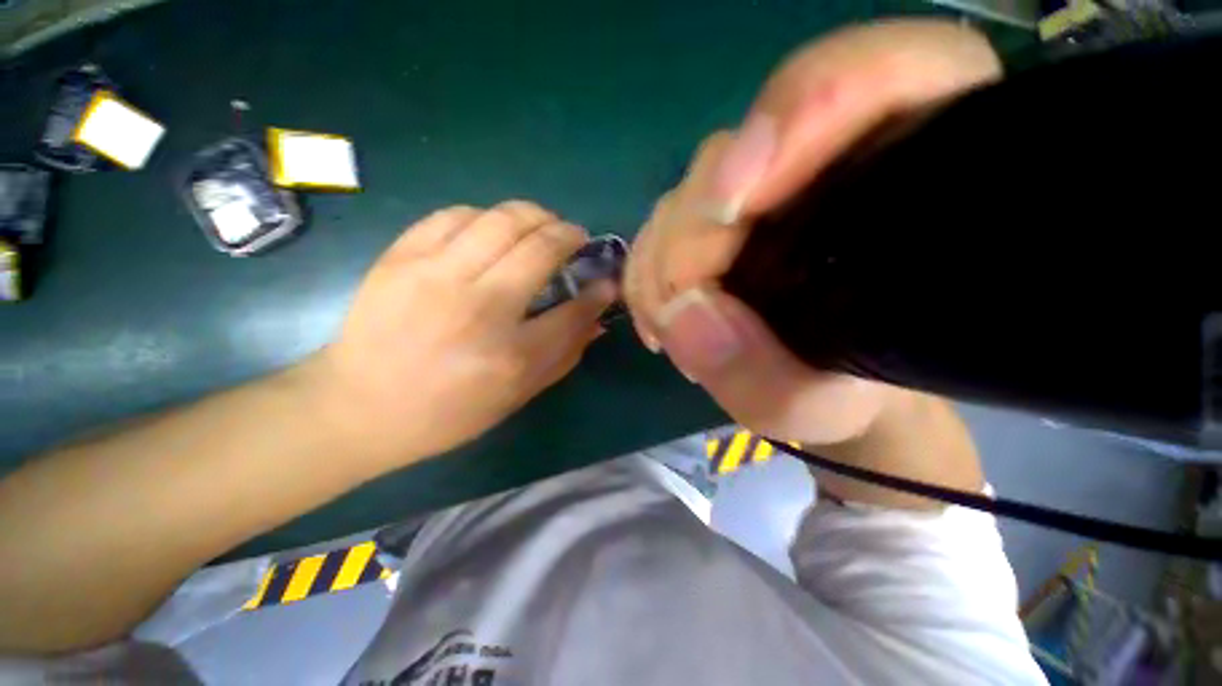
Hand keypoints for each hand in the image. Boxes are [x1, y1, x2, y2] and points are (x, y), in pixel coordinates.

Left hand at [313, 201, 614, 463]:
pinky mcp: (401, 257)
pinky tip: (491, 230)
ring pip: (500, 218)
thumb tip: (596, 318)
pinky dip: (485, 216)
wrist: (359, 408)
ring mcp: (435, 275)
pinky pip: (454, 215)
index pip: (574, 309)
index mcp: (511, 355)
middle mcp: (479, 306)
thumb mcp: (517, 395)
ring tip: (541, 225)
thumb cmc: (448, 412)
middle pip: (539, 245)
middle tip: (574, 238)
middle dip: (568, 233)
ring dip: (533, 215)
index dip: (598, 290)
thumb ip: (564, 353)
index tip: (607, 279)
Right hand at [624, 20, 1000, 445]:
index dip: (815, 105)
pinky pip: (663, 223)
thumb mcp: (812, 408)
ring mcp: (766, 188)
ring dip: (662, 261)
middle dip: (693, 232)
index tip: (738, 202)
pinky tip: (660, 319)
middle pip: (744, 148)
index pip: (895, 75)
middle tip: (682, 312)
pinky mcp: (719, 218)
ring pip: (691, 189)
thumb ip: (760, 377)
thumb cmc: (840, 396)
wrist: (818, 387)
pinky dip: (648, 270)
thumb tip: (683, 315)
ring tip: (672, 330)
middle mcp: (829, 166)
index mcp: (903, 187)